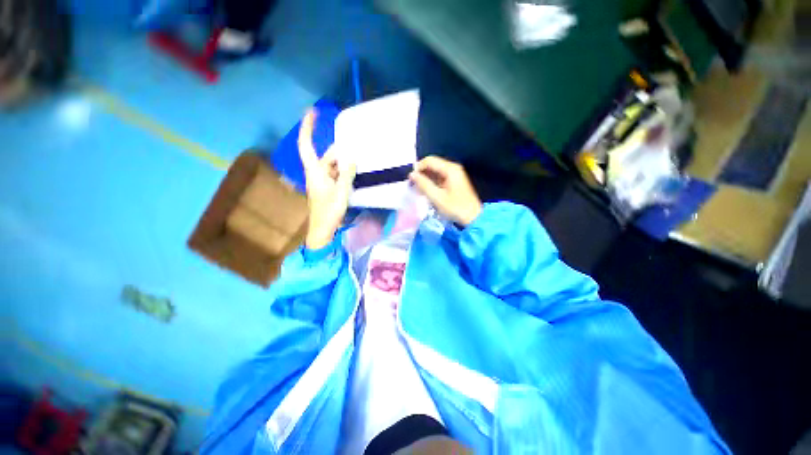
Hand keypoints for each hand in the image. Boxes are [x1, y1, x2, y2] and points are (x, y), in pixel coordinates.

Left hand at [298, 109, 355, 248]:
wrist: (323, 229)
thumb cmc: (329, 210)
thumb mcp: (341, 191)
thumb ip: (347, 173)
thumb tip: (351, 157)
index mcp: (315, 171)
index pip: (306, 144)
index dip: (308, 127)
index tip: (313, 112)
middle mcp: (316, 173)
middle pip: (326, 156)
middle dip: (339, 152)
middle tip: (355, 148)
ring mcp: (322, 181)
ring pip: (333, 166)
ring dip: (344, 163)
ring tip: (359, 161)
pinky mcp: (327, 188)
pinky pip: (336, 174)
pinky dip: (344, 172)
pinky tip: (355, 173)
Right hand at [409, 156, 481, 226]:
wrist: (472, 217)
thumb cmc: (455, 207)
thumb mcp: (437, 197)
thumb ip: (423, 184)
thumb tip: (412, 175)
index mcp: (450, 169)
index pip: (430, 160)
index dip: (418, 168)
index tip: (410, 179)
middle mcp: (453, 168)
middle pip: (432, 165)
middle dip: (421, 173)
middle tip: (413, 185)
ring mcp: (454, 174)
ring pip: (435, 171)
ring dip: (426, 179)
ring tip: (418, 189)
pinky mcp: (454, 181)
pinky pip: (440, 177)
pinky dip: (432, 182)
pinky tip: (427, 191)